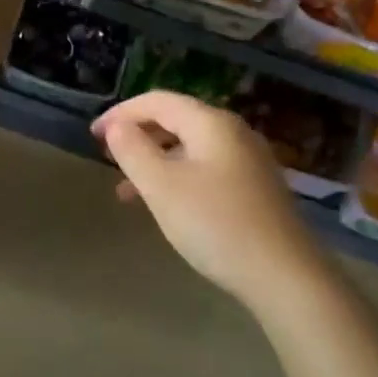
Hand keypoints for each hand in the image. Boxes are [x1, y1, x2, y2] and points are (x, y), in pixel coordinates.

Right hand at [93, 91, 329, 313]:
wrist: (284, 275)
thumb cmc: (215, 224)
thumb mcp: (162, 187)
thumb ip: (133, 151)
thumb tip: (117, 126)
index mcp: (211, 123)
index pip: (158, 101)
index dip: (121, 113)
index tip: (93, 135)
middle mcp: (233, 132)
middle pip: (176, 119)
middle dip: (138, 134)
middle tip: (108, 157)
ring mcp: (248, 160)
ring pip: (190, 147)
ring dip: (155, 160)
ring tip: (127, 190)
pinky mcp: (255, 187)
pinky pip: (206, 167)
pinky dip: (178, 176)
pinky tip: (166, 204)